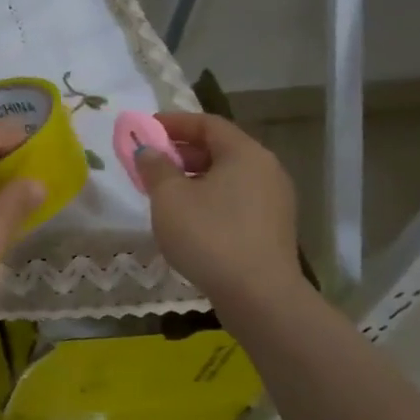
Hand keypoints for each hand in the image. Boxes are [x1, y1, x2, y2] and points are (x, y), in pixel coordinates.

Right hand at [138, 112, 305, 316]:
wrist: (259, 296)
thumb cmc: (210, 236)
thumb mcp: (169, 198)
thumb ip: (155, 167)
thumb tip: (148, 151)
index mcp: (245, 153)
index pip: (207, 123)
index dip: (173, 123)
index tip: (145, 130)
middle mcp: (266, 169)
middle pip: (220, 148)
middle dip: (181, 152)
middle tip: (150, 163)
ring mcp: (274, 200)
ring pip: (228, 176)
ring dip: (194, 177)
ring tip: (164, 193)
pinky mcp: (272, 228)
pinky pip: (236, 200)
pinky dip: (209, 198)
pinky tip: (188, 219)